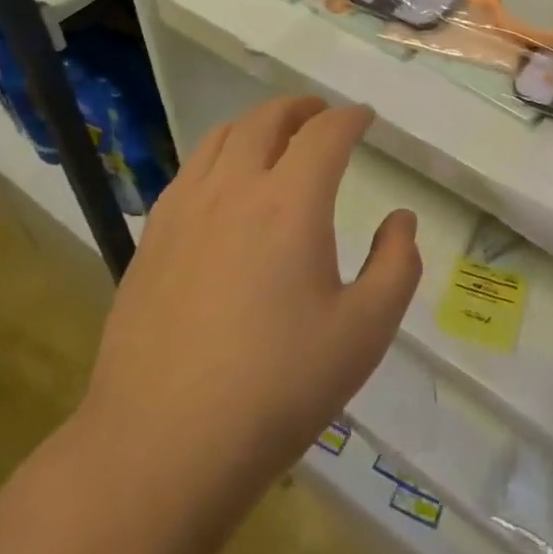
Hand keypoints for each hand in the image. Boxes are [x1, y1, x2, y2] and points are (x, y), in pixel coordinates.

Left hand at [76, 96, 420, 497]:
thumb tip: (401, 220)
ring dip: (256, 124)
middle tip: (321, 114)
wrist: (162, 445)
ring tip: (275, 136)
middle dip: (301, 108)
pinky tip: (224, 183)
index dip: (350, 118)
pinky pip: (190, 171)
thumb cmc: (278, 388)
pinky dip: (218, 155)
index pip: (325, 134)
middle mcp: (234, 188)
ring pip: (221, 137)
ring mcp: (184, 210)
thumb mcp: (365, 333)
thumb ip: (396, 266)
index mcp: (290, 202)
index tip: (365, 118)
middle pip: (266, 120)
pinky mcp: (152, 238)